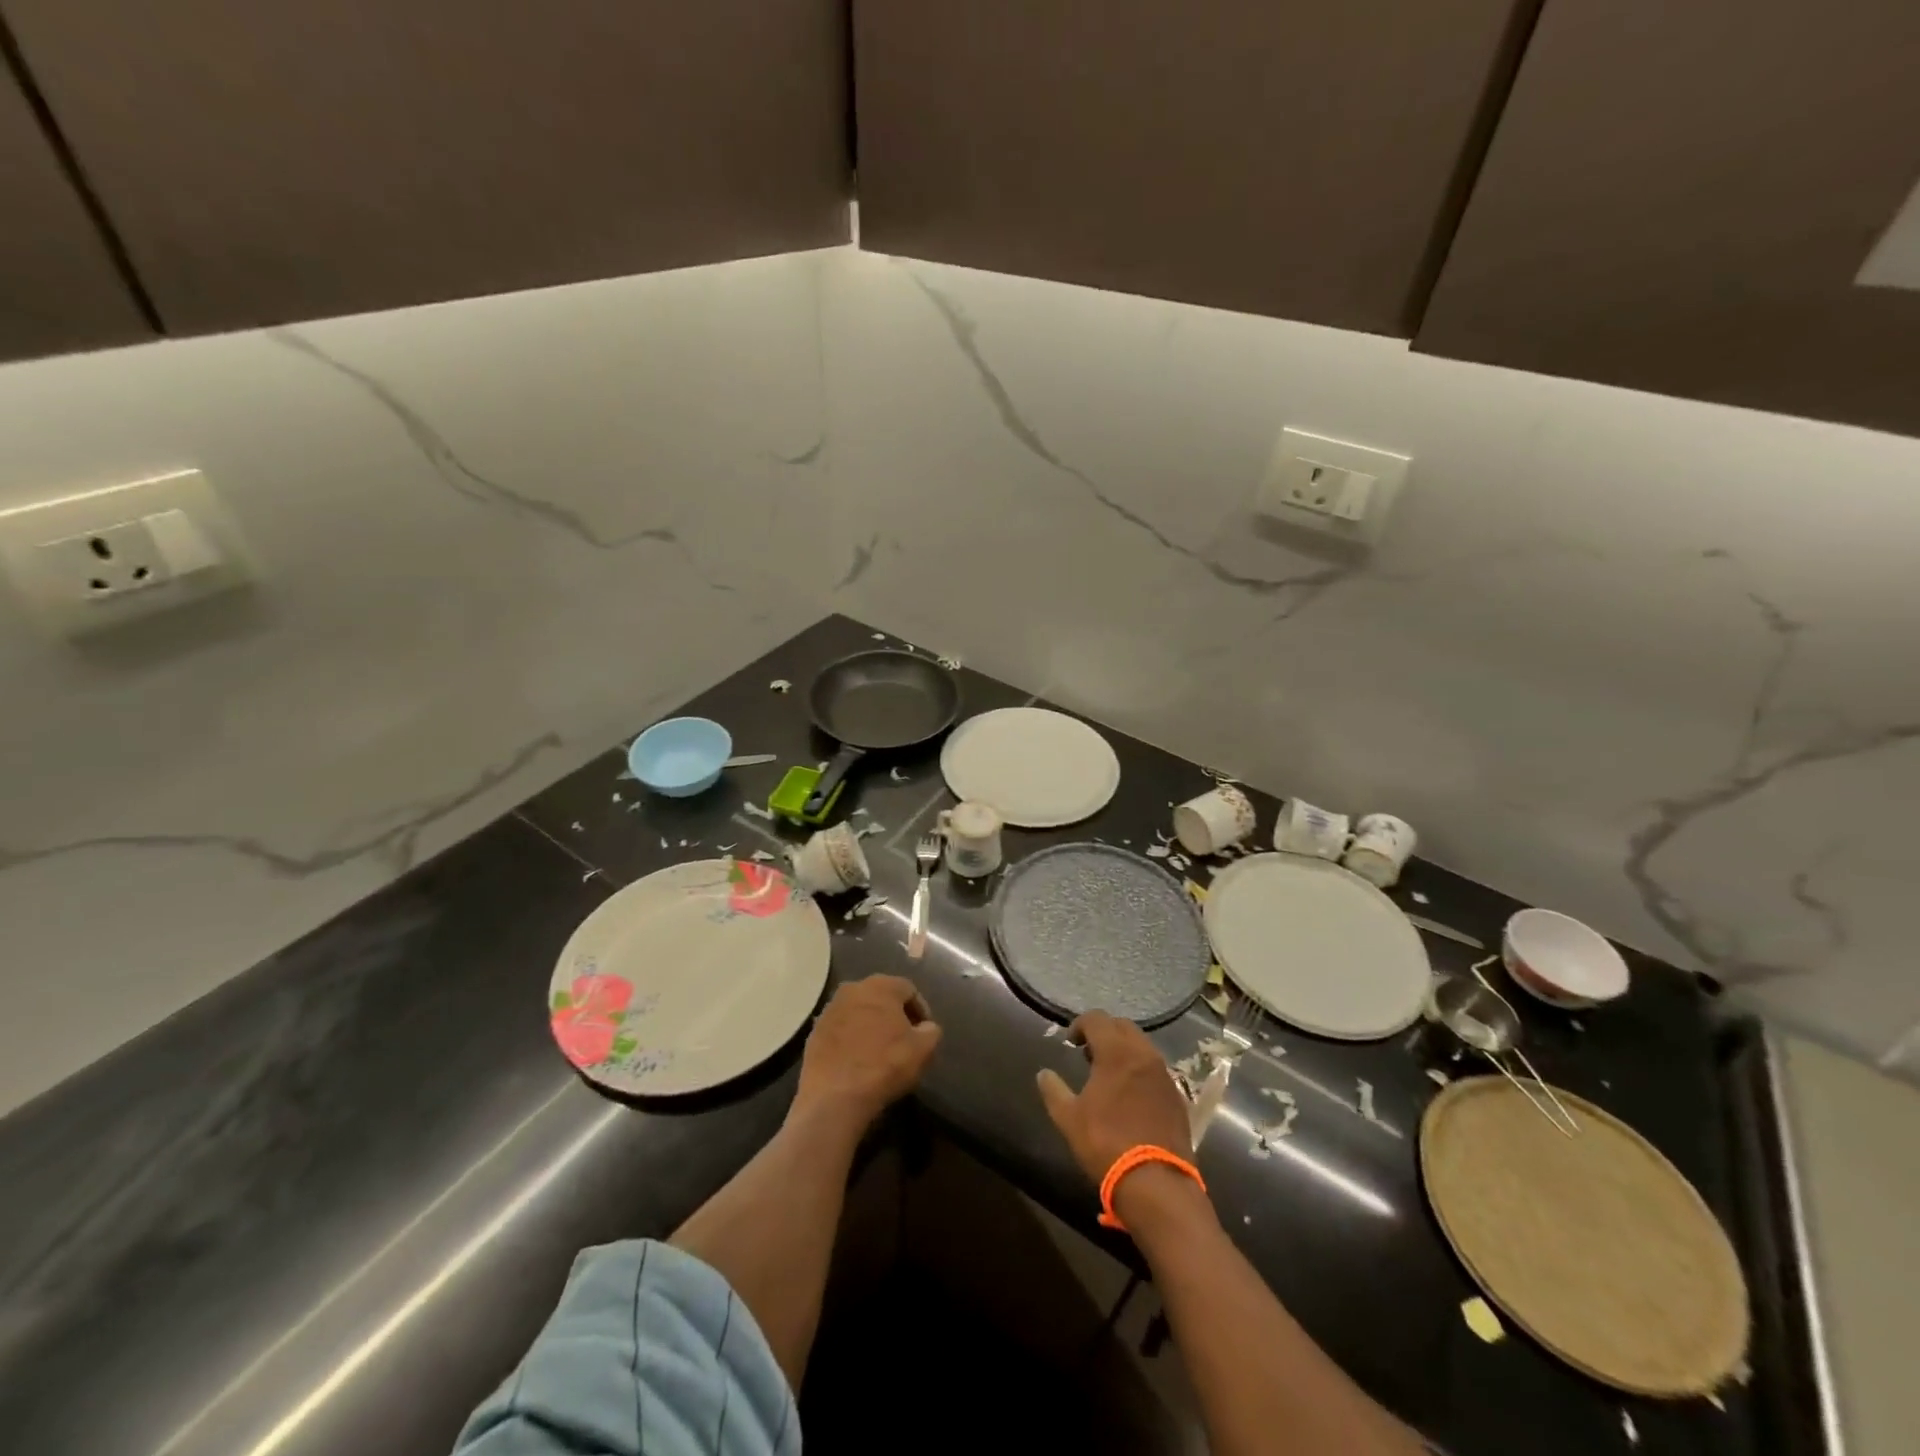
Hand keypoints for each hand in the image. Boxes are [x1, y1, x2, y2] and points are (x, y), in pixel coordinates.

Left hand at [792, 976, 941, 1136]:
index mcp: (881, 985)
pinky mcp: (814, 1031)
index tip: (924, 1033)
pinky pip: (841, 1029)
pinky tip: (857, 1060)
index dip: (921, 1011)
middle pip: (881, 997)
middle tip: (904, 1039)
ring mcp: (829, 1009)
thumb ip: (931, 1030)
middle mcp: (853, 988)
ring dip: (871, 1025)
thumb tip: (925, 1027)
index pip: (909, 990)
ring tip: (879, 1051)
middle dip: (894, 1015)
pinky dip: (851, 1039)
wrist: (835, 1097)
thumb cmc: (885, 1065)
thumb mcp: (924, 1049)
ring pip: (859, 1011)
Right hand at [1036, 1012, 1192, 1187]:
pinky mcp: (1177, 1096)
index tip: (1070, 1042)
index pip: (1097, 1019)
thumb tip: (1043, 1074)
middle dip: (1104, 1032)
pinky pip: (1155, 1069)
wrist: (1156, 1182)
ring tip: (1108, 1074)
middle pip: (1122, 1026)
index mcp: (1116, 1052)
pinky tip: (1130, 1094)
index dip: (1080, 1024)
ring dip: (1123, 1050)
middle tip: (1088, 1054)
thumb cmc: (1106, 1143)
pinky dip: (1140, 1070)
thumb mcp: (1069, 1118)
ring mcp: (1164, 1074)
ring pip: (1142, 1046)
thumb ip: (1053, 1090)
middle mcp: (1143, 1054)